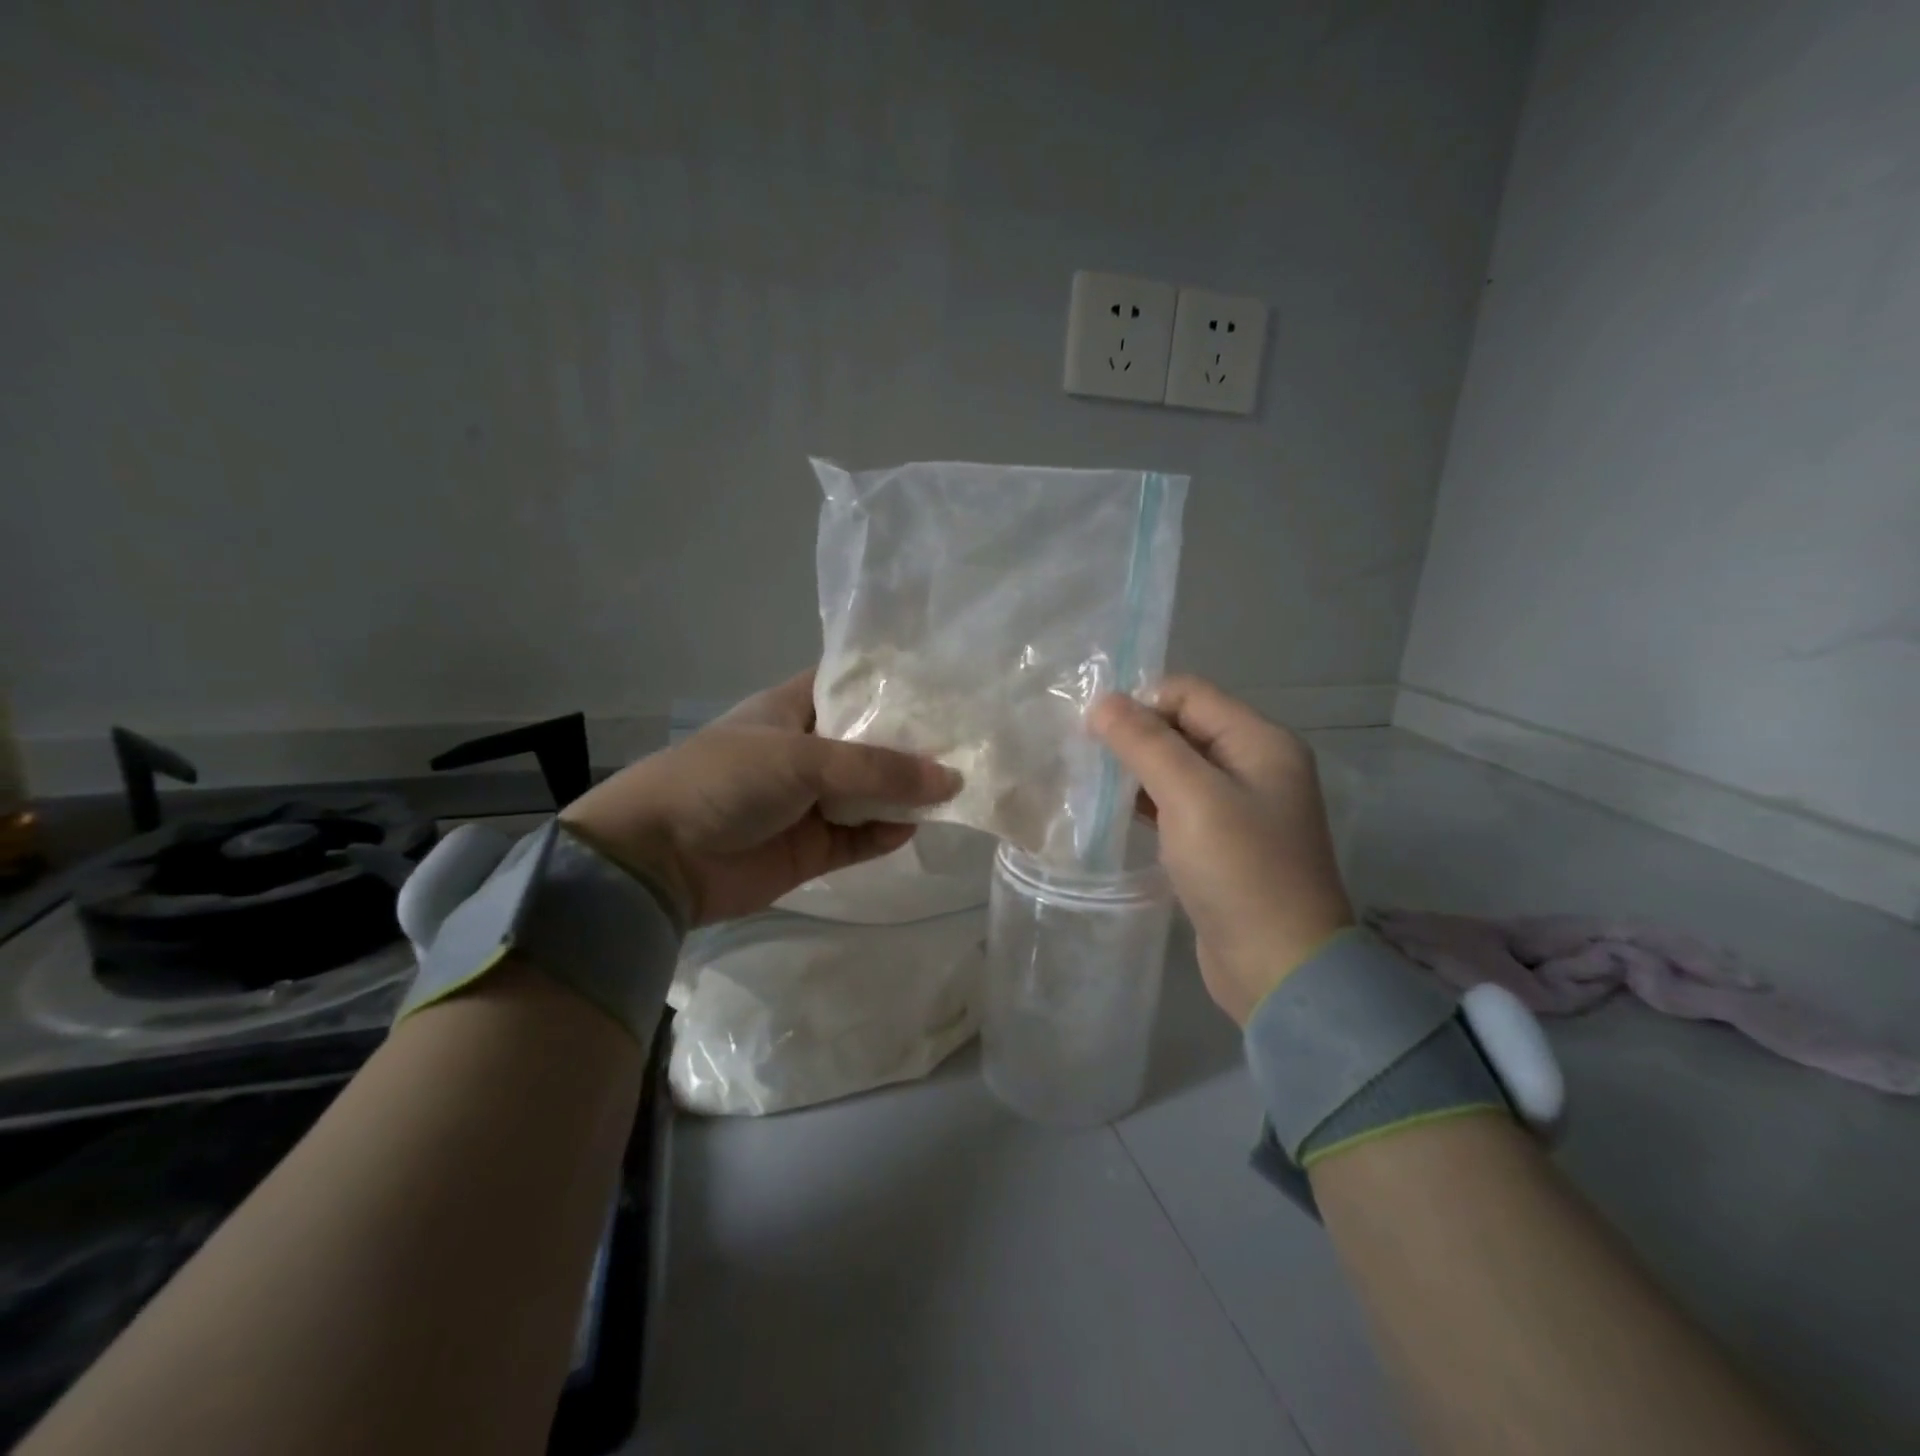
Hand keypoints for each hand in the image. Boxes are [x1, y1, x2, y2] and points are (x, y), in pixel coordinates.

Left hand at [559, 670, 958, 926]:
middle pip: (871, 742)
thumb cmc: (725, 781)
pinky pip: (862, 837)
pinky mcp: (814, 847)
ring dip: (906, 793)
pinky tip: (916, 826)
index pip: (851, 685)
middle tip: (971, 739)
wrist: (659, 860)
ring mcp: (811, 801)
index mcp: (794, 709)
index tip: (945, 685)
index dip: (893, 684)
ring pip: (871, 793)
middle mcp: (807, 751)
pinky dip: (887, 834)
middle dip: (913, 744)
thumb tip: (951, 779)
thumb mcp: (803, 759)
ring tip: (960, 785)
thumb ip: (877, 770)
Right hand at [1090, 676, 1353, 1023]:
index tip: (1093, 731)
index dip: (1140, 703)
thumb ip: (1146, 743)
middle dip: (1135, 736)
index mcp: (1261, 742)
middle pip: (1184, 728)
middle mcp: (1255, 766)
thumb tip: (1102, 701)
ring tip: (1090, 783)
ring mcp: (1241, 807)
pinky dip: (1147, 803)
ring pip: (1178, 768)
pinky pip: (1179, 805)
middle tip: (1085, 757)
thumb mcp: (1191, 797)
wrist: (1278, 966)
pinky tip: (1113, 813)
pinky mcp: (1223, 843)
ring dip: (1136, 770)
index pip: (1190, 694)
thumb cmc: (1239, 871)